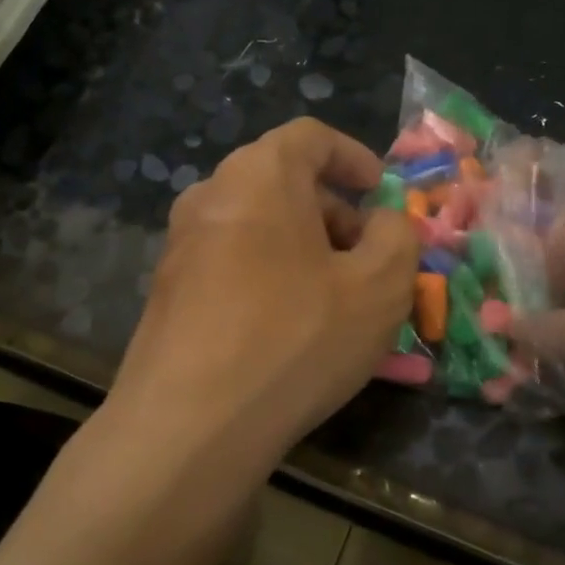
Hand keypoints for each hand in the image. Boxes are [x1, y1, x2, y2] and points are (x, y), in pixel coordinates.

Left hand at [108, 118, 419, 468]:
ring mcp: (180, 246)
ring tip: (337, 300)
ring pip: (258, 226)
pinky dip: (271, 277)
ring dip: (304, 249)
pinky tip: (290, 329)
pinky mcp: (167, 293)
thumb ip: (398, 236)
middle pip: (283, 182)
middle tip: (370, 259)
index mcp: (260, 175)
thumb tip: (382, 222)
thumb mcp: (380, 286)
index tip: (382, 195)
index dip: (355, 158)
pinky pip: (233, 264)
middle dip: (335, 213)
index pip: (311, 137)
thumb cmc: (296, 339)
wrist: (188, 427)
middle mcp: (210, 196)